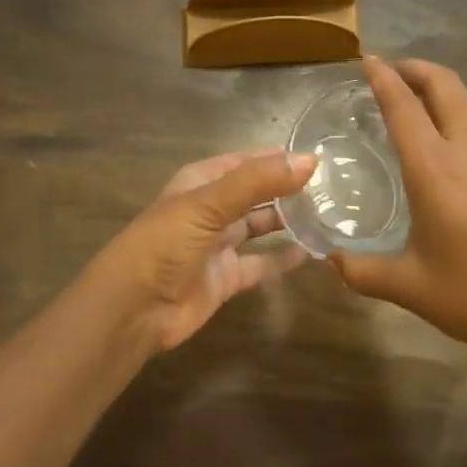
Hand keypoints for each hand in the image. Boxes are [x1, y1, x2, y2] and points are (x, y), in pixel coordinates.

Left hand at [89, 151, 314, 352]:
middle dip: (287, 188)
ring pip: (260, 225)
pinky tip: (313, 251)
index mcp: (201, 181)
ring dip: (288, 220)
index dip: (277, 158)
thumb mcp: (210, 204)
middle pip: (255, 193)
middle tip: (332, 187)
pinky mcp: (226, 278)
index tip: (318, 158)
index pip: (246, 162)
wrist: (134, 308)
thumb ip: (258, 181)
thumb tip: (309, 160)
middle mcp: (211, 209)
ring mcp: (219, 244)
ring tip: (328, 213)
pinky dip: (284, 259)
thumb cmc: (166, 243)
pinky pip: (261, 263)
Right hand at [332, 57, 466, 369]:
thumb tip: (329, 260)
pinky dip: (460, 116)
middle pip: (445, 85)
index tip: (367, 59)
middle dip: (416, 68)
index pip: (404, 107)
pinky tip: (450, 148)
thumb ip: (362, 271)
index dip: (384, 78)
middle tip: (390, 71)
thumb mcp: (410, 287)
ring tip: (417, 103)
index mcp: (435, 170)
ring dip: (441, 90)